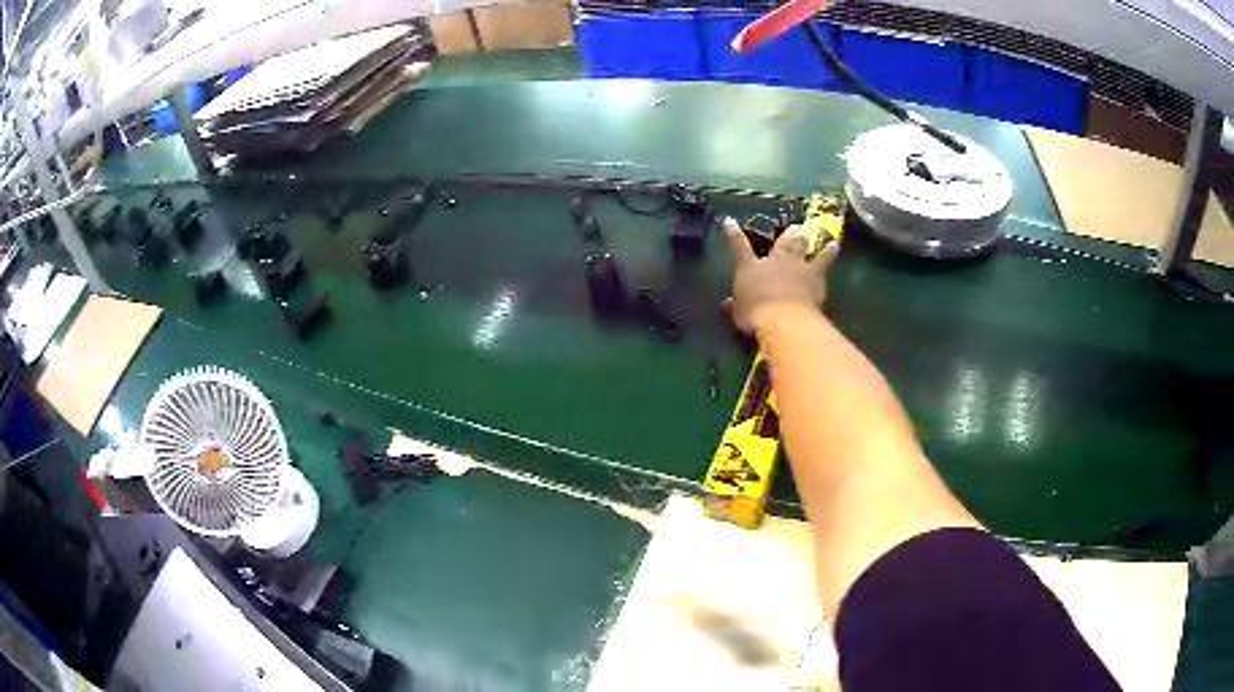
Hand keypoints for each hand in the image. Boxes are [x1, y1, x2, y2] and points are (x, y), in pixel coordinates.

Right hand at [723, 216, 839, 333]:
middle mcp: (774, 262)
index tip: (730, 221)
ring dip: (807, 239)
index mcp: (750, 268)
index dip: (733, 234)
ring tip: (817, 228)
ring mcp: (796, 267)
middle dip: (786, 236)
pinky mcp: (815, 276)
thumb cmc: (755, 314)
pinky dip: (829, 253)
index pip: (739, 247)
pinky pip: (824, 261)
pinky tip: (835, 245)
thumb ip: (735, 306)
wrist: (784, 319)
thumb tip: (727, 305)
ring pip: (802, 248)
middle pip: (780, 244)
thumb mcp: (739, 314)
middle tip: (794, 227)